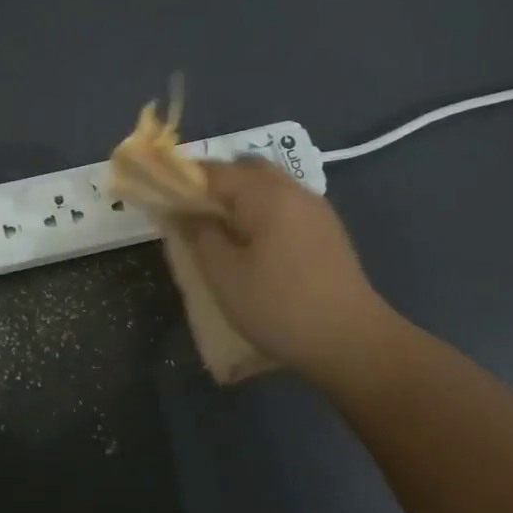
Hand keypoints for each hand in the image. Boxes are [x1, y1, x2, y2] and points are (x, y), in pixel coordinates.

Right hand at [173, 161, 402, 387]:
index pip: (214, 170)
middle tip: (191, 213)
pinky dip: (261, 213)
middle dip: (214, 185)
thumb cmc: (278, 306)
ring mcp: (316, 210)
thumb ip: (199, 234)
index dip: (183, 179)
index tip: (160, 197)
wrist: (352, 342)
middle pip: (246, 170)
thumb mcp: (224, 273)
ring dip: (239, 199)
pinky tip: (251, 244)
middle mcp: (294, 191)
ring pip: (268, 188)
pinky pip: (285, 207)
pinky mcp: (327, 232)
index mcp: (266, 194)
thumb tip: (183, 211)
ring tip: (218, 231)